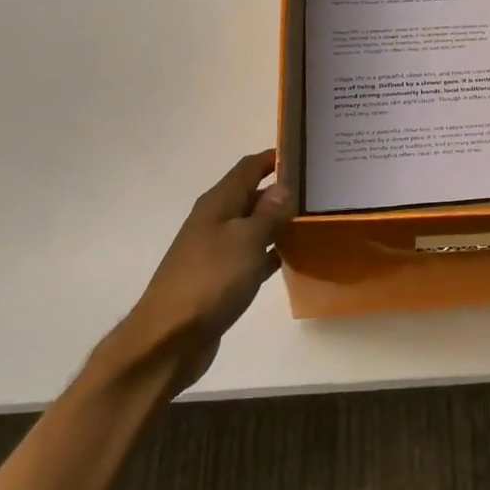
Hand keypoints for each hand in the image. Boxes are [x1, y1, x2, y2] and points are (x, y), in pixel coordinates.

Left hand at [100, 149, 293, 392]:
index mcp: (218, 204)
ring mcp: (215, 251)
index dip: (273, 157)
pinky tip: (291, 256)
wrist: (171, 338)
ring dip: (277, 221)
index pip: (248, 167)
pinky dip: (270, 252)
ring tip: (313, 218)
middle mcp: (214, 221)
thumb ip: (268, 212)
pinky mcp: (219, 279)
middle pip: (250, 195)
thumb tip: (282, 186)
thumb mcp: (246, 240)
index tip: (304, 152)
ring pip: (252, 226)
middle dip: (280, 189)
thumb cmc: (211, 280)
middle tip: (319, 189)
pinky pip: (250, 255)